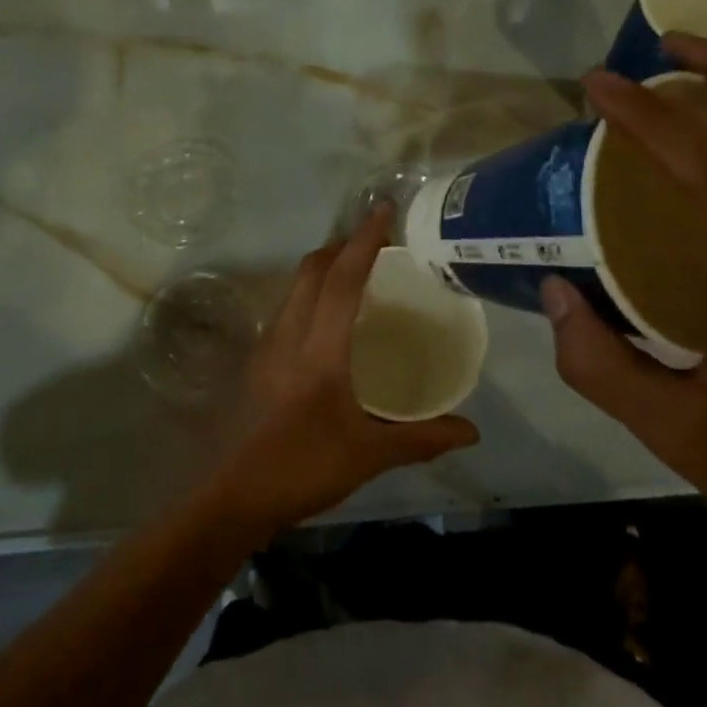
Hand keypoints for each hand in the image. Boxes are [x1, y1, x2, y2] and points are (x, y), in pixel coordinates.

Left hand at [208, 207, 479, 542]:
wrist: (235, 497)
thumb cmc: (304, 468)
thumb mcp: (369, 454)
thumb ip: (421, 438)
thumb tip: (472, 431)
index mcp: (319, 347)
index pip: (343, 279)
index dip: (365, 241)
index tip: (383, 210)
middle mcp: (289, 333)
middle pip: (312, 270)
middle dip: (343, 245)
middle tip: (376, 239)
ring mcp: (267, 345)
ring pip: (295, 286)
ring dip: (323, 267)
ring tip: (355, 270)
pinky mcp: (258, 361)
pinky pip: (288, 308)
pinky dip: (311, 293)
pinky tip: (328, 318)